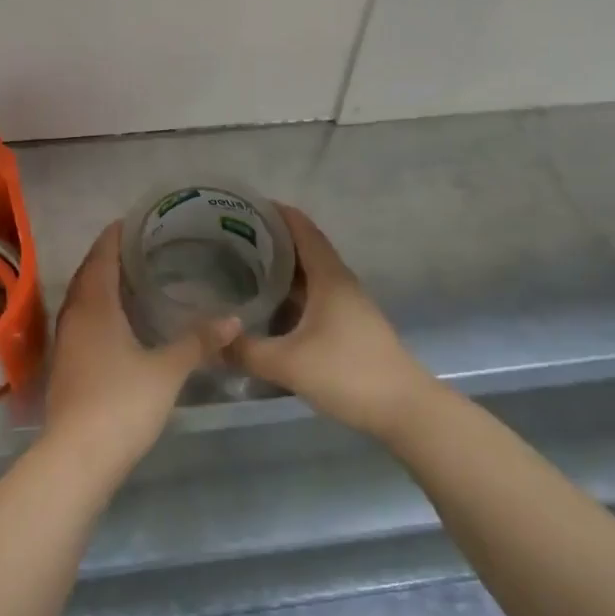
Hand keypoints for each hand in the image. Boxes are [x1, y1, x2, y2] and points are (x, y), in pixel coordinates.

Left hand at [42, 222, 239, 482]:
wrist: (78, 456)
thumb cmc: (122, 403)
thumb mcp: (167, 370)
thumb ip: (198, 342)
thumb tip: (233, 320)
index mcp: (95, 306)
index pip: (102, 257)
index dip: (115, 236)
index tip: (135, 220)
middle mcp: (75, 316)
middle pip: (89, 274)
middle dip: (109, 256)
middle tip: (140, 244)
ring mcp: (66, 342)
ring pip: (82, 299)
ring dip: (101, 282)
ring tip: (131, 276)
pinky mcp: (67, 365)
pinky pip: (82, 320)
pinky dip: (98, 308)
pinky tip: (119, 320)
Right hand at [232, 206, 432, 439]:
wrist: (405, 411)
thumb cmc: (348, 373)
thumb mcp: (288, 363)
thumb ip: (244, 350)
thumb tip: (209, 340)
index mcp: (329, 277)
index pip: (302, 229)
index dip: (275, 213)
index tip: (242, 204)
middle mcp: (338, 283)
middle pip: (302, 248)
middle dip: (269, 239)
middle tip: (228, 237)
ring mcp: (345, 306)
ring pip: (307, 275)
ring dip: (278, 268)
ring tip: (239, 266)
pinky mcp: (347, 327)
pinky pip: (311, 297)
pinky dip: (288, 293)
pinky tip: (265, 306)